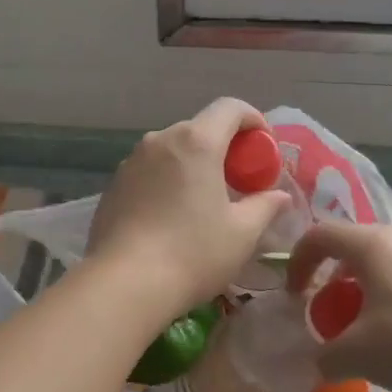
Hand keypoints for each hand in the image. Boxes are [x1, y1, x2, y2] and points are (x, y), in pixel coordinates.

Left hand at [87, 99, 293, 320]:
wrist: (124, 283)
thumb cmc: (193, 253)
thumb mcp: (242, 233)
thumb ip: (265, 206)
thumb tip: (279, 196)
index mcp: (196, 142)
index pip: (230, 108)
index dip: (253, 120)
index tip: (264, 148)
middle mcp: (160, 140)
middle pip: (199, 128)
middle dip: (224, 147)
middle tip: (238, 180)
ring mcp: (131, 161)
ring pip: (171, 150)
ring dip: (193, 164)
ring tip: (203, 200)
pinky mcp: (113, 185)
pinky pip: (149, 171)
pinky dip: (166, 181)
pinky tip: (170, 217)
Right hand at [286, 221, 391, 391]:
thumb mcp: (360, 355)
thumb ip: (326, 356)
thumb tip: (319, 362)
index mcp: (369, 245)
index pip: (317, 235)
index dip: (296, 262)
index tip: (293, 297)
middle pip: (350, 249)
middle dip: (330, 282)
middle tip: (327, 316)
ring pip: (381, 264)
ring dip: (361, 293)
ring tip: (365, 331)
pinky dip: (391, 299)